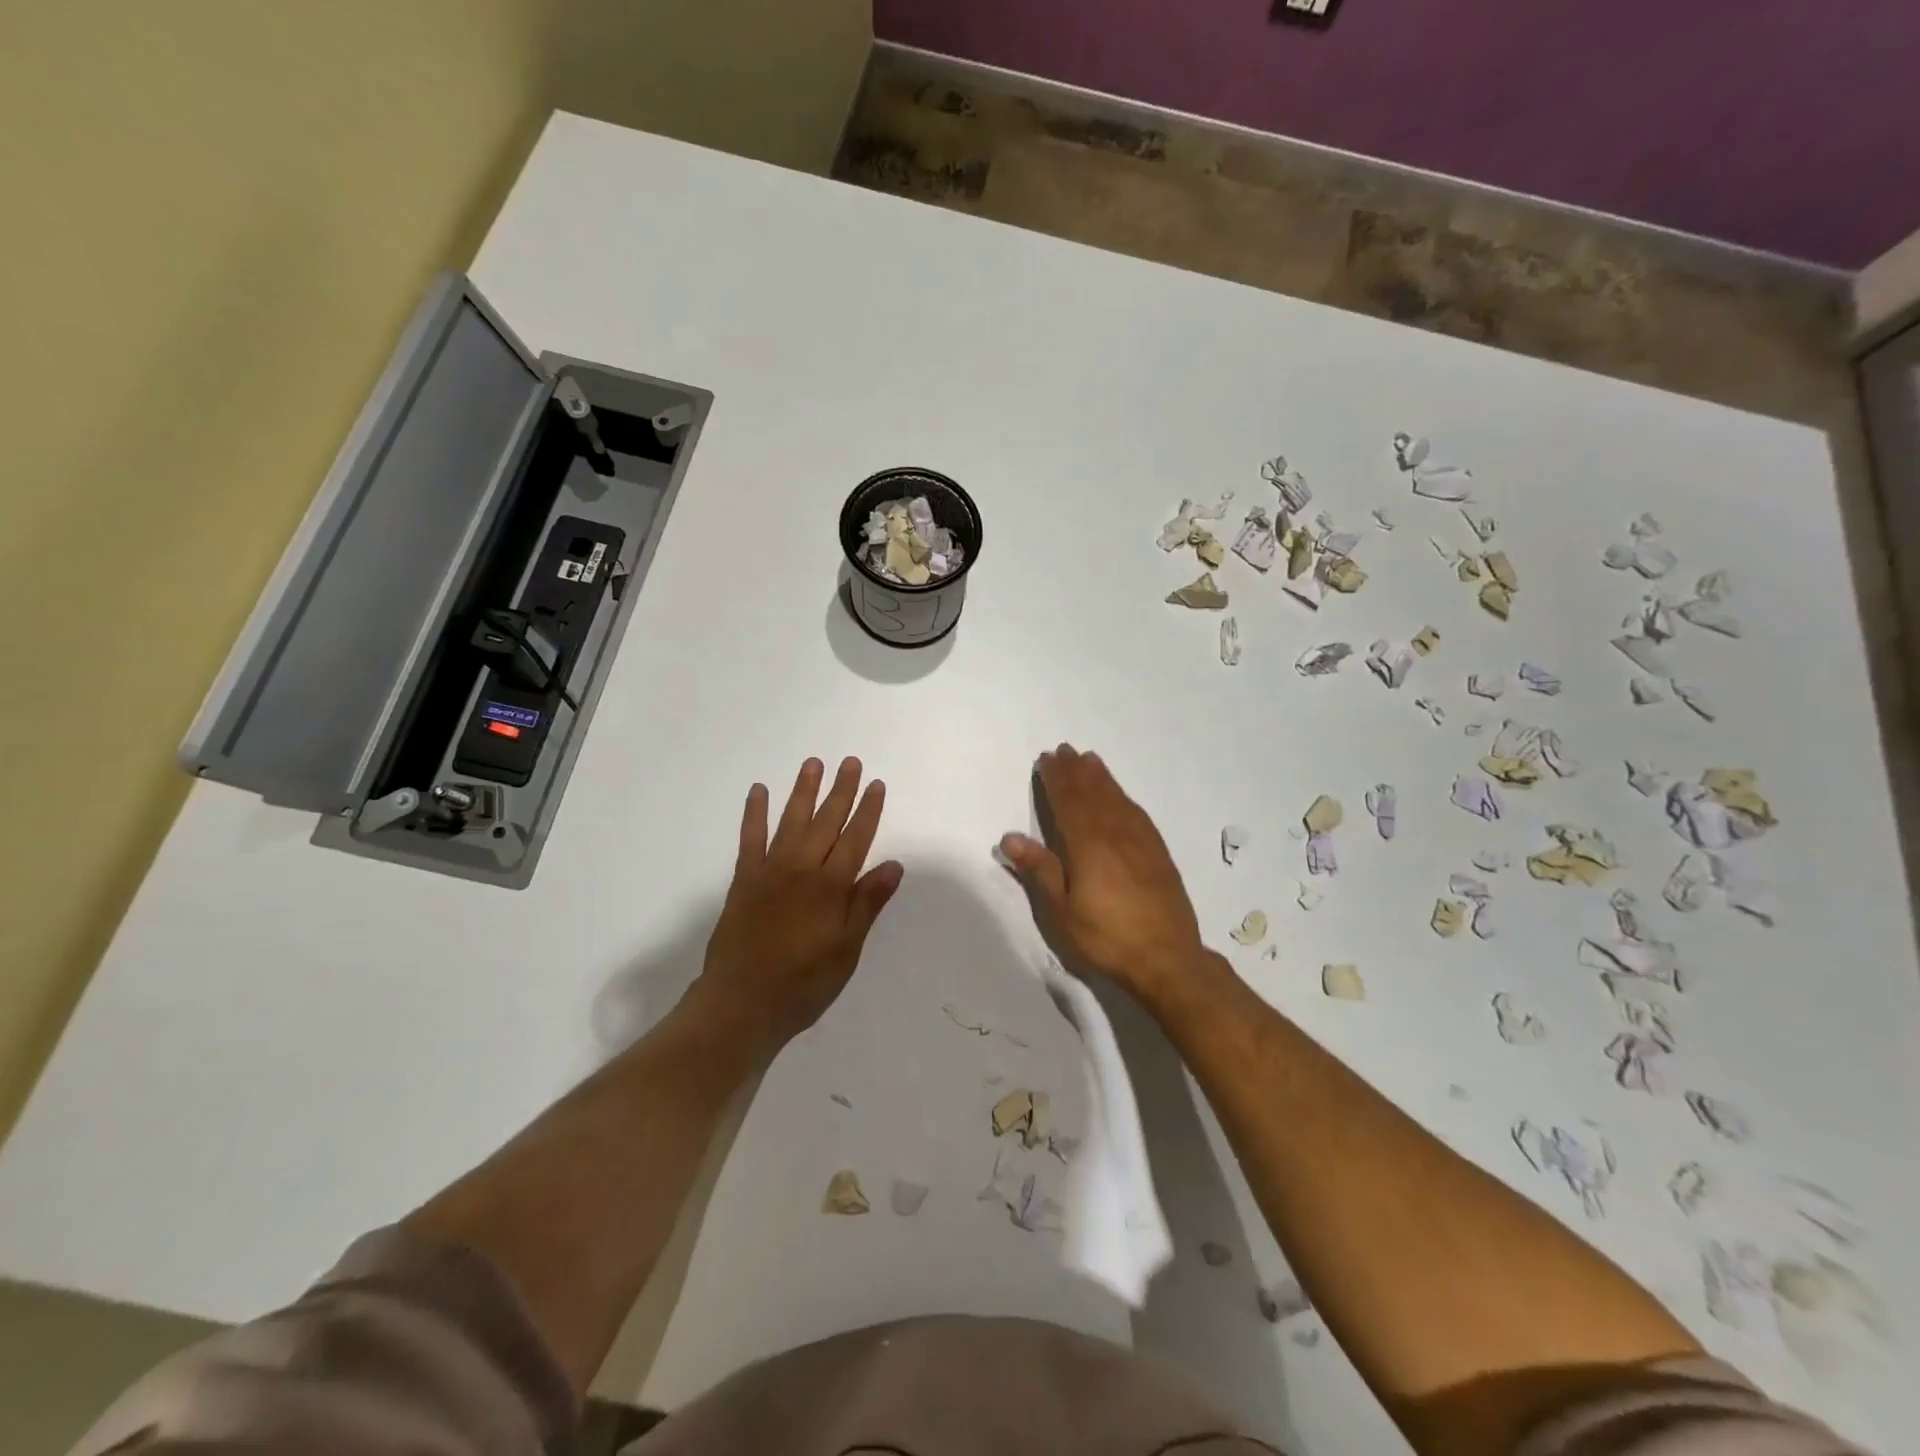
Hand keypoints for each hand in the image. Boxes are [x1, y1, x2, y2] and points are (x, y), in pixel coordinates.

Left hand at [691, 758, 903, 1058]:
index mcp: (830, 886)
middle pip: (826, 822)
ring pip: (791, 821)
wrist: (742, 1002)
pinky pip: (750, 838)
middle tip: (850, 762)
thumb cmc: (804, 982)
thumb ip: (867, 903)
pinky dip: (754, 813)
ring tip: (813, 764)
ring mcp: (770, 871)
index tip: (877, 785)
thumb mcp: (847, 948)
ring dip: (804, 791)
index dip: (868, 811)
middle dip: (841, 791)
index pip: (856, 839)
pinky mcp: (744, 879)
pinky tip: (758, 791)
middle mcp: (802, 869)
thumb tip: (893, 864)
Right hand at [999, 744, 1208, 1002]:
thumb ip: (1039, 871)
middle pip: (1092, 794)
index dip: (1056, 779)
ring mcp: (1140, 842)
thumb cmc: (1106, 937)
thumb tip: (1010, 836)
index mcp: (1087, 845)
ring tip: (1090, 759)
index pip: (1068, 802)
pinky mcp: (1158, 853)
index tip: (1047, 759)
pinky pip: (1137, 812)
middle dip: (1076, 771)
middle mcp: (1115, 834)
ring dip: (1101, 777)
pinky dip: (1124, 796)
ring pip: (1117, 799)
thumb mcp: (1061, 912)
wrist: (1168, 959)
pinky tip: (1121, 796)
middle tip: (1064, 750)